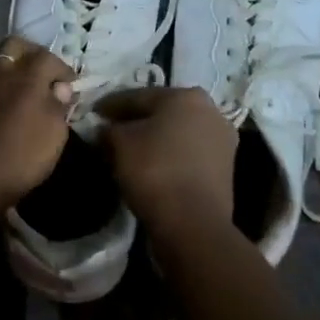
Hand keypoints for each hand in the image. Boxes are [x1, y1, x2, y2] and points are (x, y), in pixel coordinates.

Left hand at [0, 36, 75, 208]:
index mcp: (28, 75)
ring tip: (25, 92)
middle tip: (44, 74)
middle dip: (32, 54)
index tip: (71, 86)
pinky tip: (6, 106)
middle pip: (16, 46)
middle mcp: (2, 72)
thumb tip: (61, 88)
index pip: (48, 57)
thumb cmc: (21, 155)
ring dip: (13, 70)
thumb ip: (59, 106)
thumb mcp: (54, 134)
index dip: (63, 69)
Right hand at [96, 86, 236, 244]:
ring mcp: (222, 140)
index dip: (111, 105)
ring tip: (129, 151)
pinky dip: (169, 156)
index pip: (137, 96)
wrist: (194, 223)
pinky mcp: (225, 168)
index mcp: (185, 96)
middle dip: (136, 121)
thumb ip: (110, 129)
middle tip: (111, 131)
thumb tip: (108, 130)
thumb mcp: (118, 142)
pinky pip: (188, 153)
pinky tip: (151, 167)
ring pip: (176, 133)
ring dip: (154, 139)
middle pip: (161, 112)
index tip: (94, 113)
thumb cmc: (154, 170)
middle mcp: (210, 110)